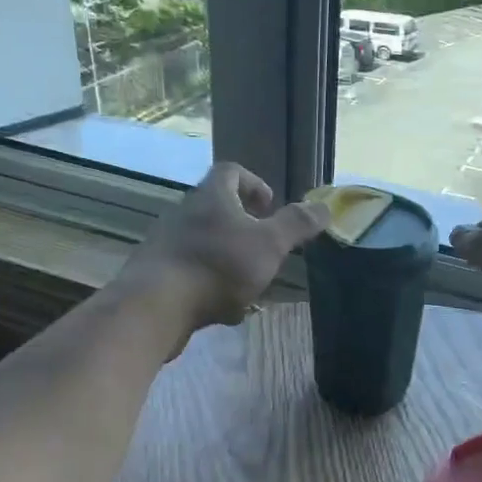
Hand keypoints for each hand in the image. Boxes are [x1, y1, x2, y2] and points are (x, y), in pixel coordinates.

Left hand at [120, 163, 327, 346]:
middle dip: (243, 226)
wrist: (156, 306)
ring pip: (204, 244)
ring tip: (248, 282)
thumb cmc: (218, 266)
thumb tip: (325, 206)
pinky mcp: (156, 275)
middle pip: (215, 208)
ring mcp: (166, 244)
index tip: (269, 206)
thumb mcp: (269, 245)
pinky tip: (223, 309)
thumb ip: (296, 225)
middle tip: (264, 245)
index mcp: (212, 198)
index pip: (230, 172)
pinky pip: (190, 273)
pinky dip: (209, 285)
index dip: (253, 183)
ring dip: (227, 258)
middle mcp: (184, 214)